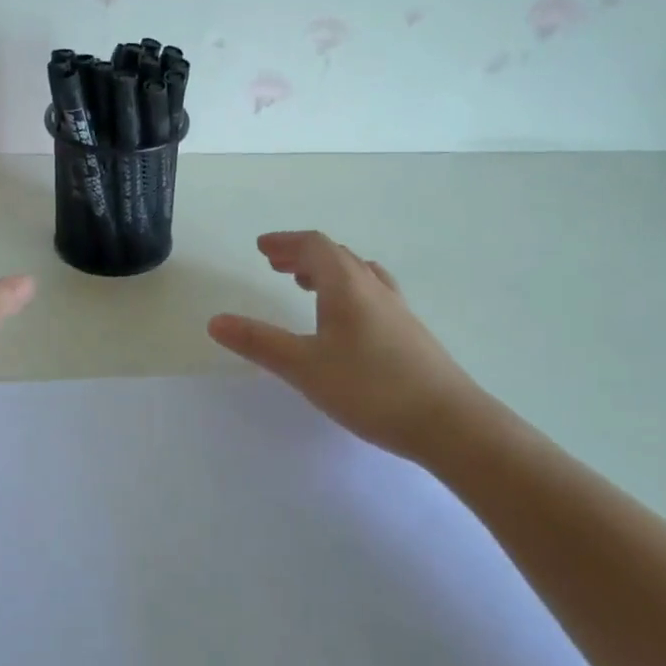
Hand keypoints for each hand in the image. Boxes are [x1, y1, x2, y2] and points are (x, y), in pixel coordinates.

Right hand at [208, 231, 498, 461]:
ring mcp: (397, 310)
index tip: (262, 248)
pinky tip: (346, 322)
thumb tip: (215, 321)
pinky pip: (372, 295)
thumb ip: (259, 342)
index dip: (285, 242)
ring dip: (327, 271)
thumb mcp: (304, 367)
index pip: (314, 246)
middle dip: (302, 254)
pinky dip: (348, 291)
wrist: (449, 423)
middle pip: (336, 256)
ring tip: (306, 285)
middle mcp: (374, 288)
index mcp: (347, 285)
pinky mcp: (410, 333)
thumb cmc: (370, 388)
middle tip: (276, 264)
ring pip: (358, 274)